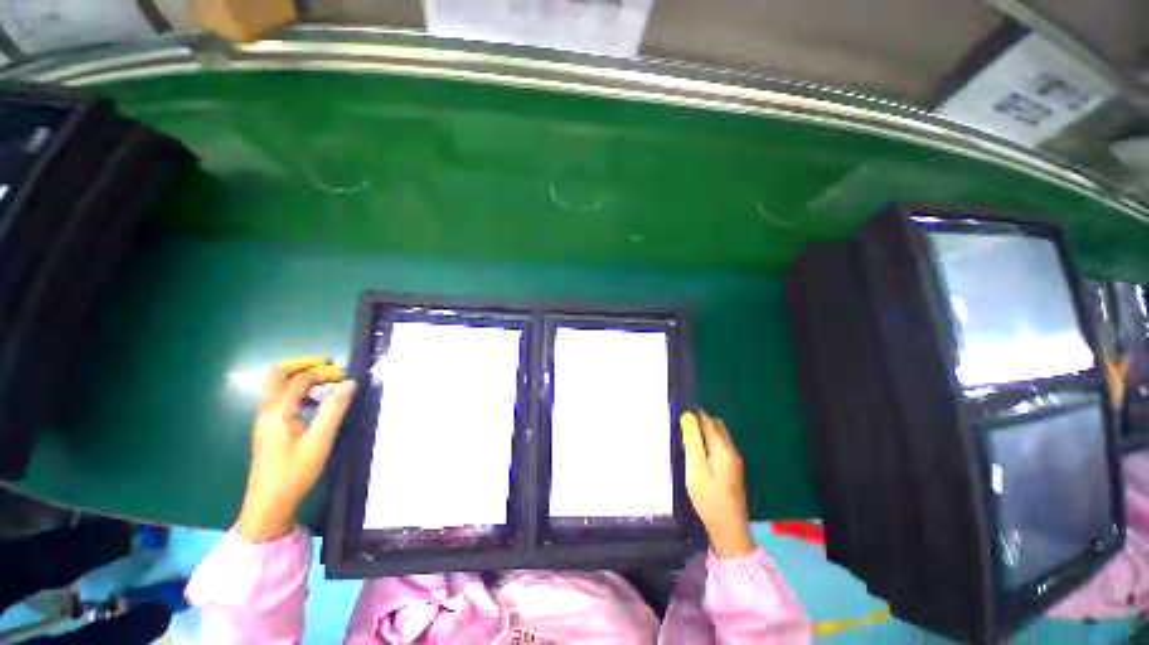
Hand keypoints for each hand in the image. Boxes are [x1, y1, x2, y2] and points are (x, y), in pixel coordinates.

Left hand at [237, 357, 357, 541]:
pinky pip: (279, 397)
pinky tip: (313, 401)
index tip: (347, 376)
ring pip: (276, 385)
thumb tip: (350, 383)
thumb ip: (334, 410)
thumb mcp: (319, 441)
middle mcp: (267, 410)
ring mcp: (265, 418)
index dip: (325, 372)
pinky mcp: (268, 427)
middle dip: (304, 364)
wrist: (268, 504)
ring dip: (299, 375)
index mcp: (278, 411)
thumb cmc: (294, 473)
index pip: (301, 379)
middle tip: (329, 365)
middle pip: (278, 374)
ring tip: (325, 379)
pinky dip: (296, 389)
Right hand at [681, 410, 755, 557]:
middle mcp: (732, 451)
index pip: (709, 422)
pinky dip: (709, 441)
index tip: (680, 408)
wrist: (729, 530)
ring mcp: (734, 461)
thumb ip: (692, 442)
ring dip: (705, 430)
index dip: (696, 413)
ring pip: (720, 436)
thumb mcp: (695, 469)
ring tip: (687, 433)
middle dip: (701, 420)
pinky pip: (720, 446)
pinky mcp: (733, 470)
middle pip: (717, 427)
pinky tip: (698, 449)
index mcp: (723, 449)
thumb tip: (688, 417)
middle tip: (682, 421)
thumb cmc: (709, 499)